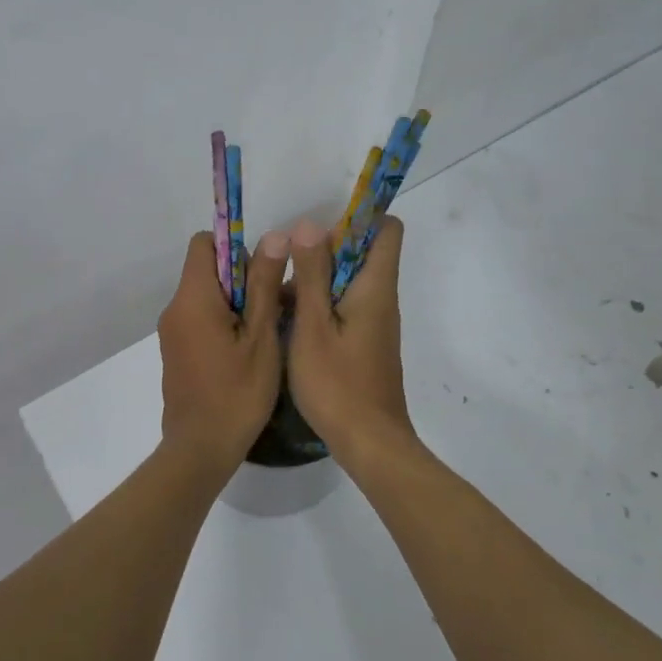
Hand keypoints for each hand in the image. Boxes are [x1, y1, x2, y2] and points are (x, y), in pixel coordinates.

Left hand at [157, 230, 289, 467]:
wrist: (200, 449)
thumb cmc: (237, 393)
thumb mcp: (261, 336)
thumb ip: (264, 284)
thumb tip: (273, 236)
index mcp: (192, 298)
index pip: (203, 243)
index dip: (234, 247)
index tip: (261, 273)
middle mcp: (175, 308)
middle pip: (206, 270)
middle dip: (241, 279)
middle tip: (272, 307)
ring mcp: (172, 332)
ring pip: (206, 297)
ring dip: (236, 303)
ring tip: (265, 332)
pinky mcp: (176, 351)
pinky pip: (200, 319)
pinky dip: (223, 323)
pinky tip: (247, 352)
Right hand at [286, 215, 415, 461]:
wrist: (368, 442)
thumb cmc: (338, 383)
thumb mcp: (313, 325)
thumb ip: (311, 275)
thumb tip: (309, 225)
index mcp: (375, 287)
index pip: (385, 229)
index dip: (357, 218)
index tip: (318, 229)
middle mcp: (380, 298)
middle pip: (360, 253)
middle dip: (322, 251)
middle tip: (285, 266)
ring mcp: (373, 322)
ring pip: (346, 282)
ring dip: (314, 281)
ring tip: (275, 297)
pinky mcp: (364, 342)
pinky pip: (342, 307)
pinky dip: (317, 306)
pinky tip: (286, 324)